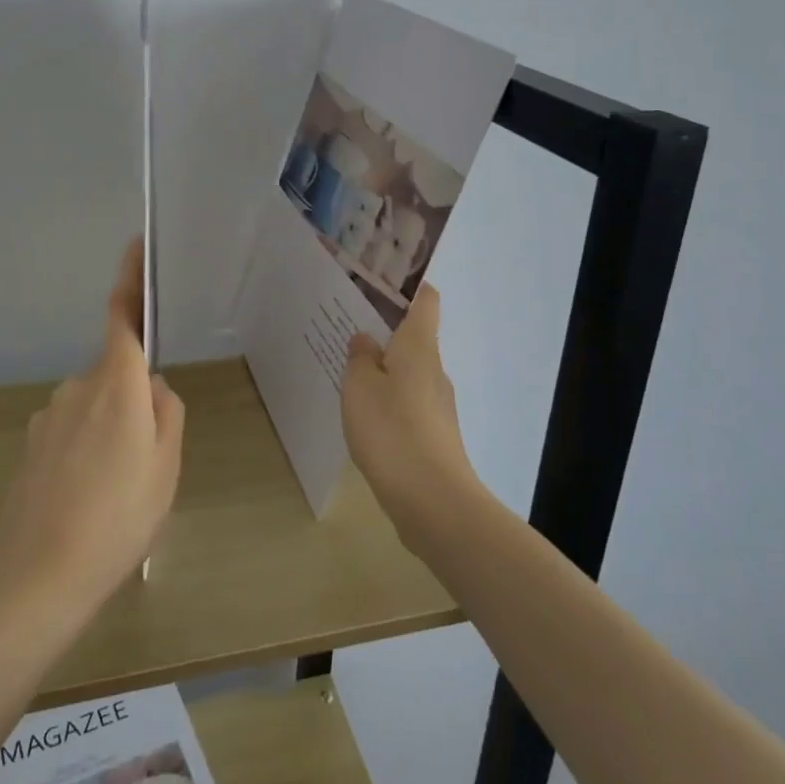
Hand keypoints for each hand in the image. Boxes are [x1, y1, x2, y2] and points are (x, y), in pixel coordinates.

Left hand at [0, 239, 183, 617]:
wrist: (37, 575)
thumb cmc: (118, 516)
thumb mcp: (165, 467)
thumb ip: (166, 415)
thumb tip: (152, 388)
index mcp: (117, 383)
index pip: (124, 316)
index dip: (131, 278)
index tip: (136, 245)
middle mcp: (78, 387)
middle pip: (116, 373)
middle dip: (134, 398)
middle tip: (149, 458)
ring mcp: (49, 416)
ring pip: (95, 407)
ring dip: (110, 431)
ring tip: (117, 491)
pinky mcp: (31, 446)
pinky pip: (71, 432)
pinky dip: (85, 452)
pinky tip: (87, 500)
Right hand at [341, 285, 481, 544]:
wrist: (433, 502)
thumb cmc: (392, 430)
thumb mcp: (360, 386)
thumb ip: (360, 357)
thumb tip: (366, 340)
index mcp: (419, 347)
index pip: (425, 300)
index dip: (408, 286)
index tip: (380, 281)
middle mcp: (434, 370)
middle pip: (414, 338)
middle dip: (384, 331)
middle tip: (346, 327)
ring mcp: (438, 405)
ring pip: (408, 374)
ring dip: (383, 370)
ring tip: (347, 372)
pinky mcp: (434, 436)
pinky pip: (407, 405)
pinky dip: (388, 401)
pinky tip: (363, 415)